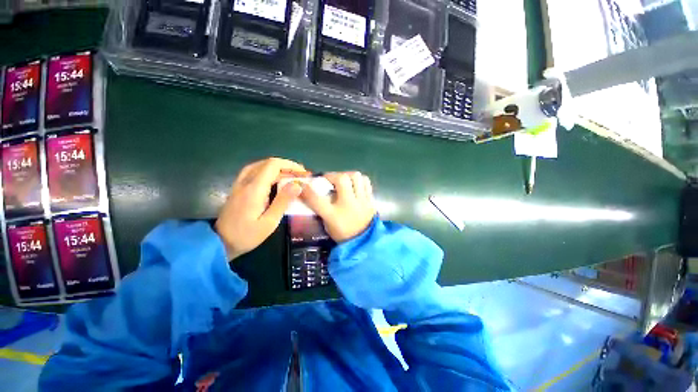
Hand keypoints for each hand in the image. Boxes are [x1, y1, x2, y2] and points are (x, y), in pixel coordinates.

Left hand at [215, 158, 307, 259]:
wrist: (219, 243)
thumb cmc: (247, 235)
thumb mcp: (269, 222)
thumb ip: (283, 201)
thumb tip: (297, 185)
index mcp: (255, 188)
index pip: (273, 165)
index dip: (290, 165)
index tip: (303, 173)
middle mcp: (246, 181)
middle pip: (267, 163)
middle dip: (286, 166)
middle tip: (300, 175)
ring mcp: (239, 184)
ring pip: (260, 166)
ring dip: (277, 168)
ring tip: (290, 176)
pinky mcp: (238, 188)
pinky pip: (253, 172)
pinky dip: (267, 171)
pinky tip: (274, 179)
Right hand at [301, 172, 375, 242]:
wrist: (364, 242)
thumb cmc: (343, 233)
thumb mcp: (328, 224)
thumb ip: (321, 208)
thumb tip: (314, 193)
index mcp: (334, 216)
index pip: (317, 199)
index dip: (306, 190)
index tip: (301, 185)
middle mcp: (348, 205)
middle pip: (341, 180)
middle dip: (332, 176)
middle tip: (329, 180)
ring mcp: (362, 201)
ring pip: (356, 176)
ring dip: (347, 176)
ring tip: (343, 181)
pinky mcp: (371, 199)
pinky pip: (366, 182)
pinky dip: (359, 180)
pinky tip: (354, 185)